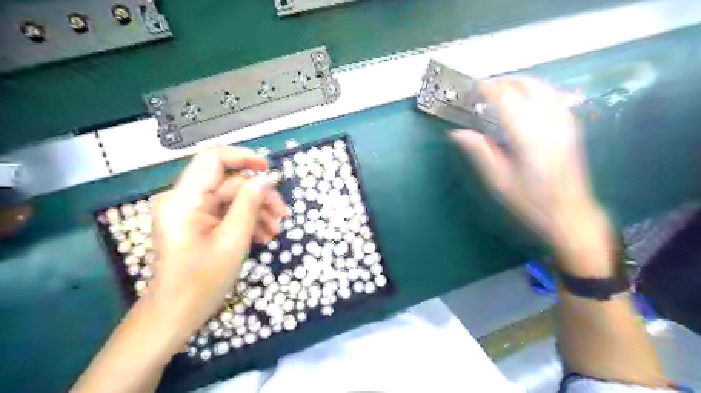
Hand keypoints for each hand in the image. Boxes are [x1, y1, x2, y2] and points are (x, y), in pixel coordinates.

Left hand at [147, 148, 286, 343]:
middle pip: (227, 183)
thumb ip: (249, 205)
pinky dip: (244, 220)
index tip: (269, 170)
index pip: (212, 159)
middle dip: (258, 196)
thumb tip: (266, 180)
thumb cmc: (201, 283)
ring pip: (229, 198)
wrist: (174, 315)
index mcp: (184, 201)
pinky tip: (262, 235)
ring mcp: (187, 211)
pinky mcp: (194, 222)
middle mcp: (182, 199)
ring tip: (275, 231)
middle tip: (283, 214)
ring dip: (255, 210)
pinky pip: (224, 211)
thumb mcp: (233, 242)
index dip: (243, 157)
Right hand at [455, 76, 614, 272]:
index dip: (488, 89)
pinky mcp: (571, 127)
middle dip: (504, 82)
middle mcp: (548, 122)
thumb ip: (479, 152)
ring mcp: (563, 122)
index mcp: (527, 135)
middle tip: (484, 88)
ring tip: (502, 89)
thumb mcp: (498, 180)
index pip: (506, 99)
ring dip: (520, 83)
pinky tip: (528, 99)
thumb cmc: (530, 200)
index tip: (474, 88)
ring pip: (543, 88)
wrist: (568, 211)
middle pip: (526, 86)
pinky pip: (554, 97)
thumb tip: (458, 133)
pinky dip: (537, 91)